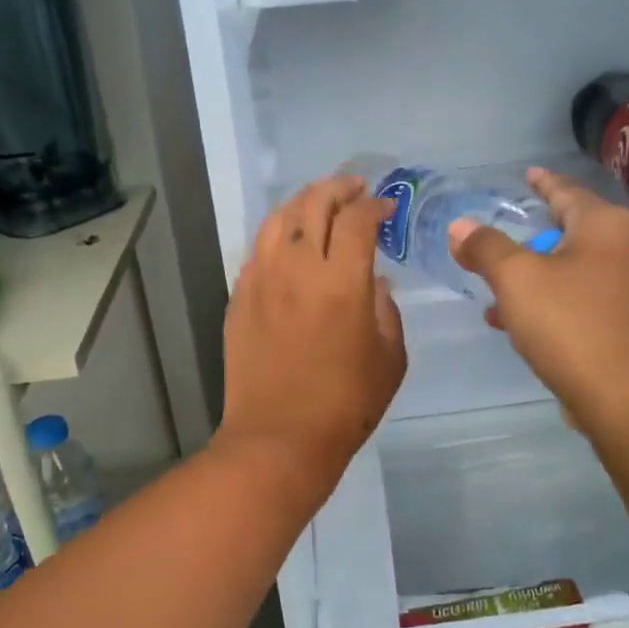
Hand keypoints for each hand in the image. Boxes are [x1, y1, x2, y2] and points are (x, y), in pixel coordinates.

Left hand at [216, 175, 406, 493]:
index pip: (358, 219)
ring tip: (319, 205)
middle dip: (338, 188)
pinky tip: (289, 244)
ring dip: (303, 202)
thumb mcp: (389, 358)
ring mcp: (262, 280)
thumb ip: (385, 308)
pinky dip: (279, 235)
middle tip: (355, 189)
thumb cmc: (345, 404)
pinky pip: (259, 250)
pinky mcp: (239, 298)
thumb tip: (373, 279)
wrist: (278, 439)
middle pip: (314, 204)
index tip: (387, 209)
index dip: (376, 206)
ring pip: (279, 219)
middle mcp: (298, 268)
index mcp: (342, 281)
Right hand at [450, 168, 628, 433]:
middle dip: (530, 235)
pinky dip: (549, 298)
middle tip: (499, 234)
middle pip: (570, 229)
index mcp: (605, 225)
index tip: (527, 175)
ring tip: (494, 284)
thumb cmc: (569, 324)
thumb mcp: (515, 279)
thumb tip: (461, 226)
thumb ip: (485, 247)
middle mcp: (627, 248)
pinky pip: (579, 296)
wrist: (624, 397)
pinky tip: (514, 319)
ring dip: (533, 273)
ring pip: (571, 267)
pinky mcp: (626, 320)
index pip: (566, 190)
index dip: (542, 182)